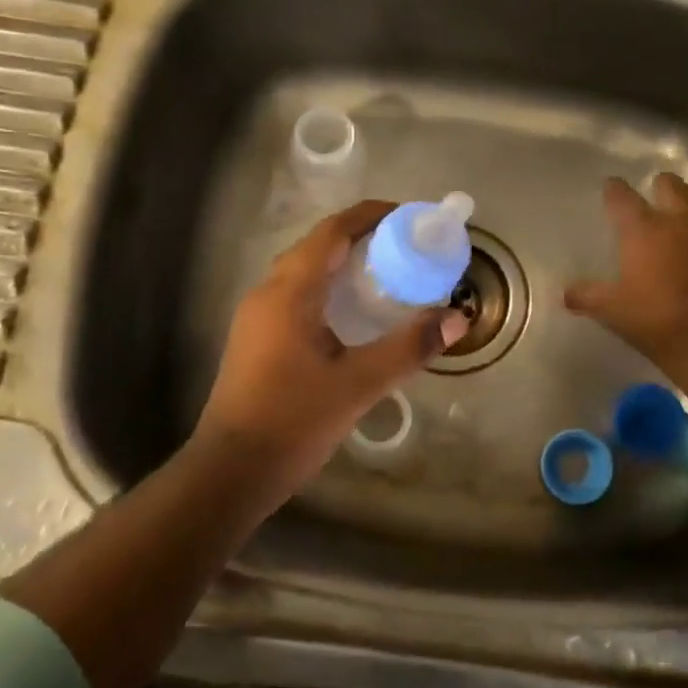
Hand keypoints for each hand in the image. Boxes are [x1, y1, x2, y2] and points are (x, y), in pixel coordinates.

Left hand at [191, 201, 469, 492]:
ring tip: (386, 275)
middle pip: (317, 246)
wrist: (231, 472)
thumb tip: (456, 318)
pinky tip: (353, 315)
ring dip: (343, 264)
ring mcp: (257, 316)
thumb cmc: (292, 422)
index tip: (409, 217)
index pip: (331, 231)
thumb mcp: (358, 384)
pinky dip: (328, 288)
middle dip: (361, 237)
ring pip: (304, 271)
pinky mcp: (256, 338)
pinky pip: (297, 294)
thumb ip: (408, 347)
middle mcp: (267, 293)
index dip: (370, 215)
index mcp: (289, 292)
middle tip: (406, 247)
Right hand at [564, 174, 687, 381]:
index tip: (612, 188)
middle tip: (659, 197)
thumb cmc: (657, 323)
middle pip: (671, 185)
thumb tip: (566, 294)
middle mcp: (683, 220)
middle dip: (663, 187)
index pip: (622, 197)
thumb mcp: (612, 311)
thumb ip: (588, 296)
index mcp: (644, 230)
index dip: (615, 190)